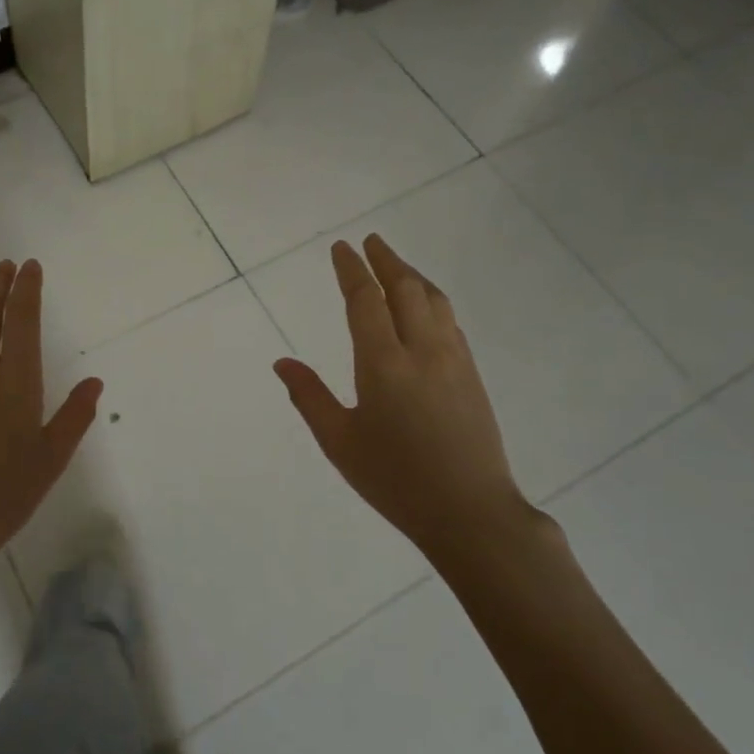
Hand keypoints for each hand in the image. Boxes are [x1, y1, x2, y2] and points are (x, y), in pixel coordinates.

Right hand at [274, 235, 537, 563]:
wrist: (470, 512)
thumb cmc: (395, 479)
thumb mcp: (340, 442)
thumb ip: (308, 397)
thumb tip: (282, 363)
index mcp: (383, 364)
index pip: (365, 300)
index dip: (352, 270)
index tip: (341, 248)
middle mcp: (422, 351)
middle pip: (405, 288)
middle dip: (385, 260)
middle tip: (370, 241)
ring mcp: (453, 359)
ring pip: (434, 300)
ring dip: (412, 275)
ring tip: (396, 264)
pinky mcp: (471, 374)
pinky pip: (449, 320)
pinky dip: (432, 299)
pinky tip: (425, 306)